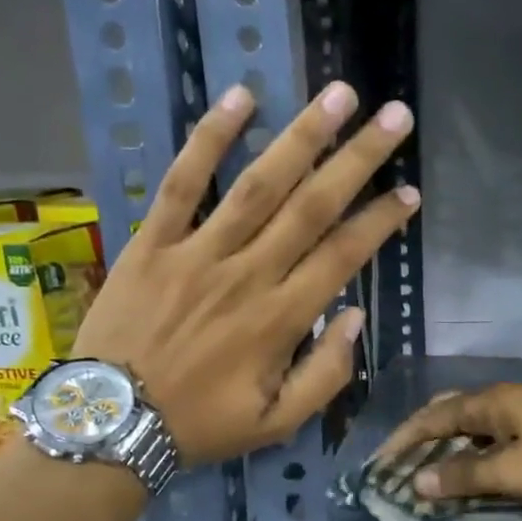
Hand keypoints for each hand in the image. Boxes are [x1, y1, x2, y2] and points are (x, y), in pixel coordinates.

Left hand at [71, 81, 418, 466]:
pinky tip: (240, 98)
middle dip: (359, 159)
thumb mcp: (277, 423)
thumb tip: (356, 317)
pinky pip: (182, 182)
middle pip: (312, 206)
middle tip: (395, 117)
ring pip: (258, 184)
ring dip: (301, 136)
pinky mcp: (152, 242)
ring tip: (338, 95)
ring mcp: (197, 253)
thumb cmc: (200, 425)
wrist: (111, 424)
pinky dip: (209, 139)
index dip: (380, 221)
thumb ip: (326, 375)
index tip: (409, 192)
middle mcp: (247, 275)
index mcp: (281, 320)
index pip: (343, 255)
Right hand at [374, 383, 521, 504]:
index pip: (433, 417)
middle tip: (404, 463)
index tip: (380, 462)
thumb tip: (417, 481)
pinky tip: (479, 470)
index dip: (404, 439)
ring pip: (475, 424)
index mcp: (491, 402)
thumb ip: (465, 476)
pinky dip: (477, 451)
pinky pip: (497, 434)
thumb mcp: (514, 471)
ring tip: (434, 471)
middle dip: (424, 436)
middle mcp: (505, 398)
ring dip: (451, 446)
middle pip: (451, 412)